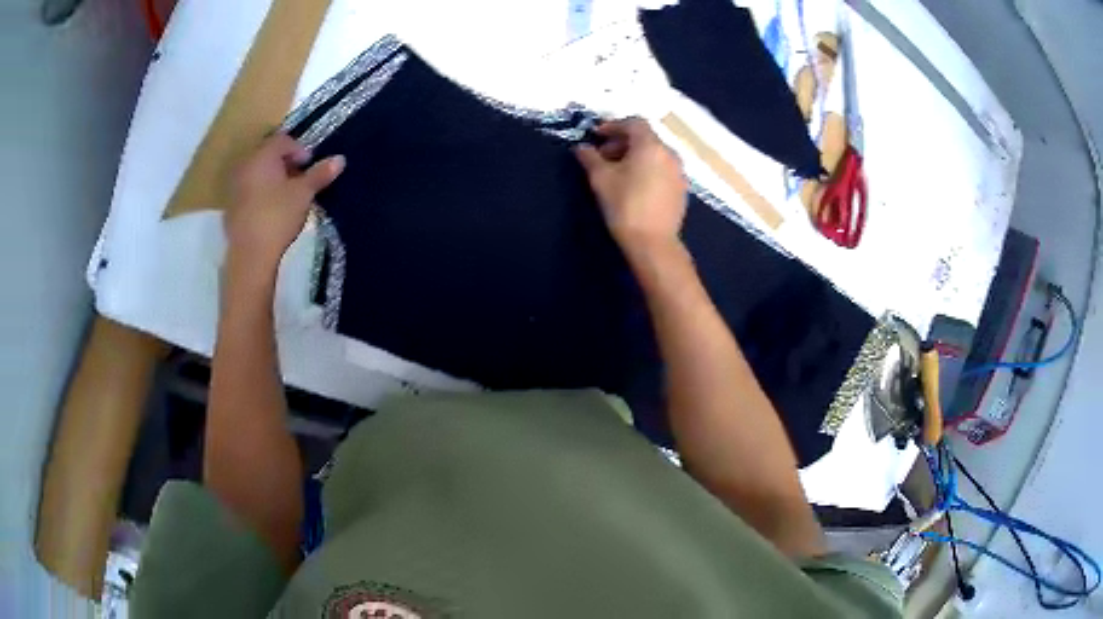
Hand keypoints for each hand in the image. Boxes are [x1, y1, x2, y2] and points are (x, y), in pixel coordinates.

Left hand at [225, 133, 344, 283]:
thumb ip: (320, 174)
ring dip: (273, 177)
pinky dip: (261, 192)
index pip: (283, 140)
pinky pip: (249, 189)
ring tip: (287, 195)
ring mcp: (234, 186)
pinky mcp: (231, 206)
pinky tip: (272, 209)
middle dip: (285, 163)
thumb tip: (340, 159)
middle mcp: (245, 165)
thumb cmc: (278, 216)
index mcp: (262, 156)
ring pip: (257, 172)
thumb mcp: (304, 193)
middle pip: (268, 154)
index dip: (299, 150)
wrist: (250, 255)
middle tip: (300, 179)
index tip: (310, 166)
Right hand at [574, 118, 686, 257]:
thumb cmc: (625, 206)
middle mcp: (669, 153)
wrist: (653, 243)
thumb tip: (581, 147)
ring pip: (655, 153)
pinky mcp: (681, 189)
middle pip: (645, 137)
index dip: (613, 125)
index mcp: (651, 145)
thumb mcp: (601, 179)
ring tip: (618, 171)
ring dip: (635, 155)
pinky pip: (662, 168)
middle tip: (604, 155)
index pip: (634, 123)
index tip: (597, 135)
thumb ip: (590, 158)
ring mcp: (679, 172)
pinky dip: (648, 168)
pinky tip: (635, 184)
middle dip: (623, 141)